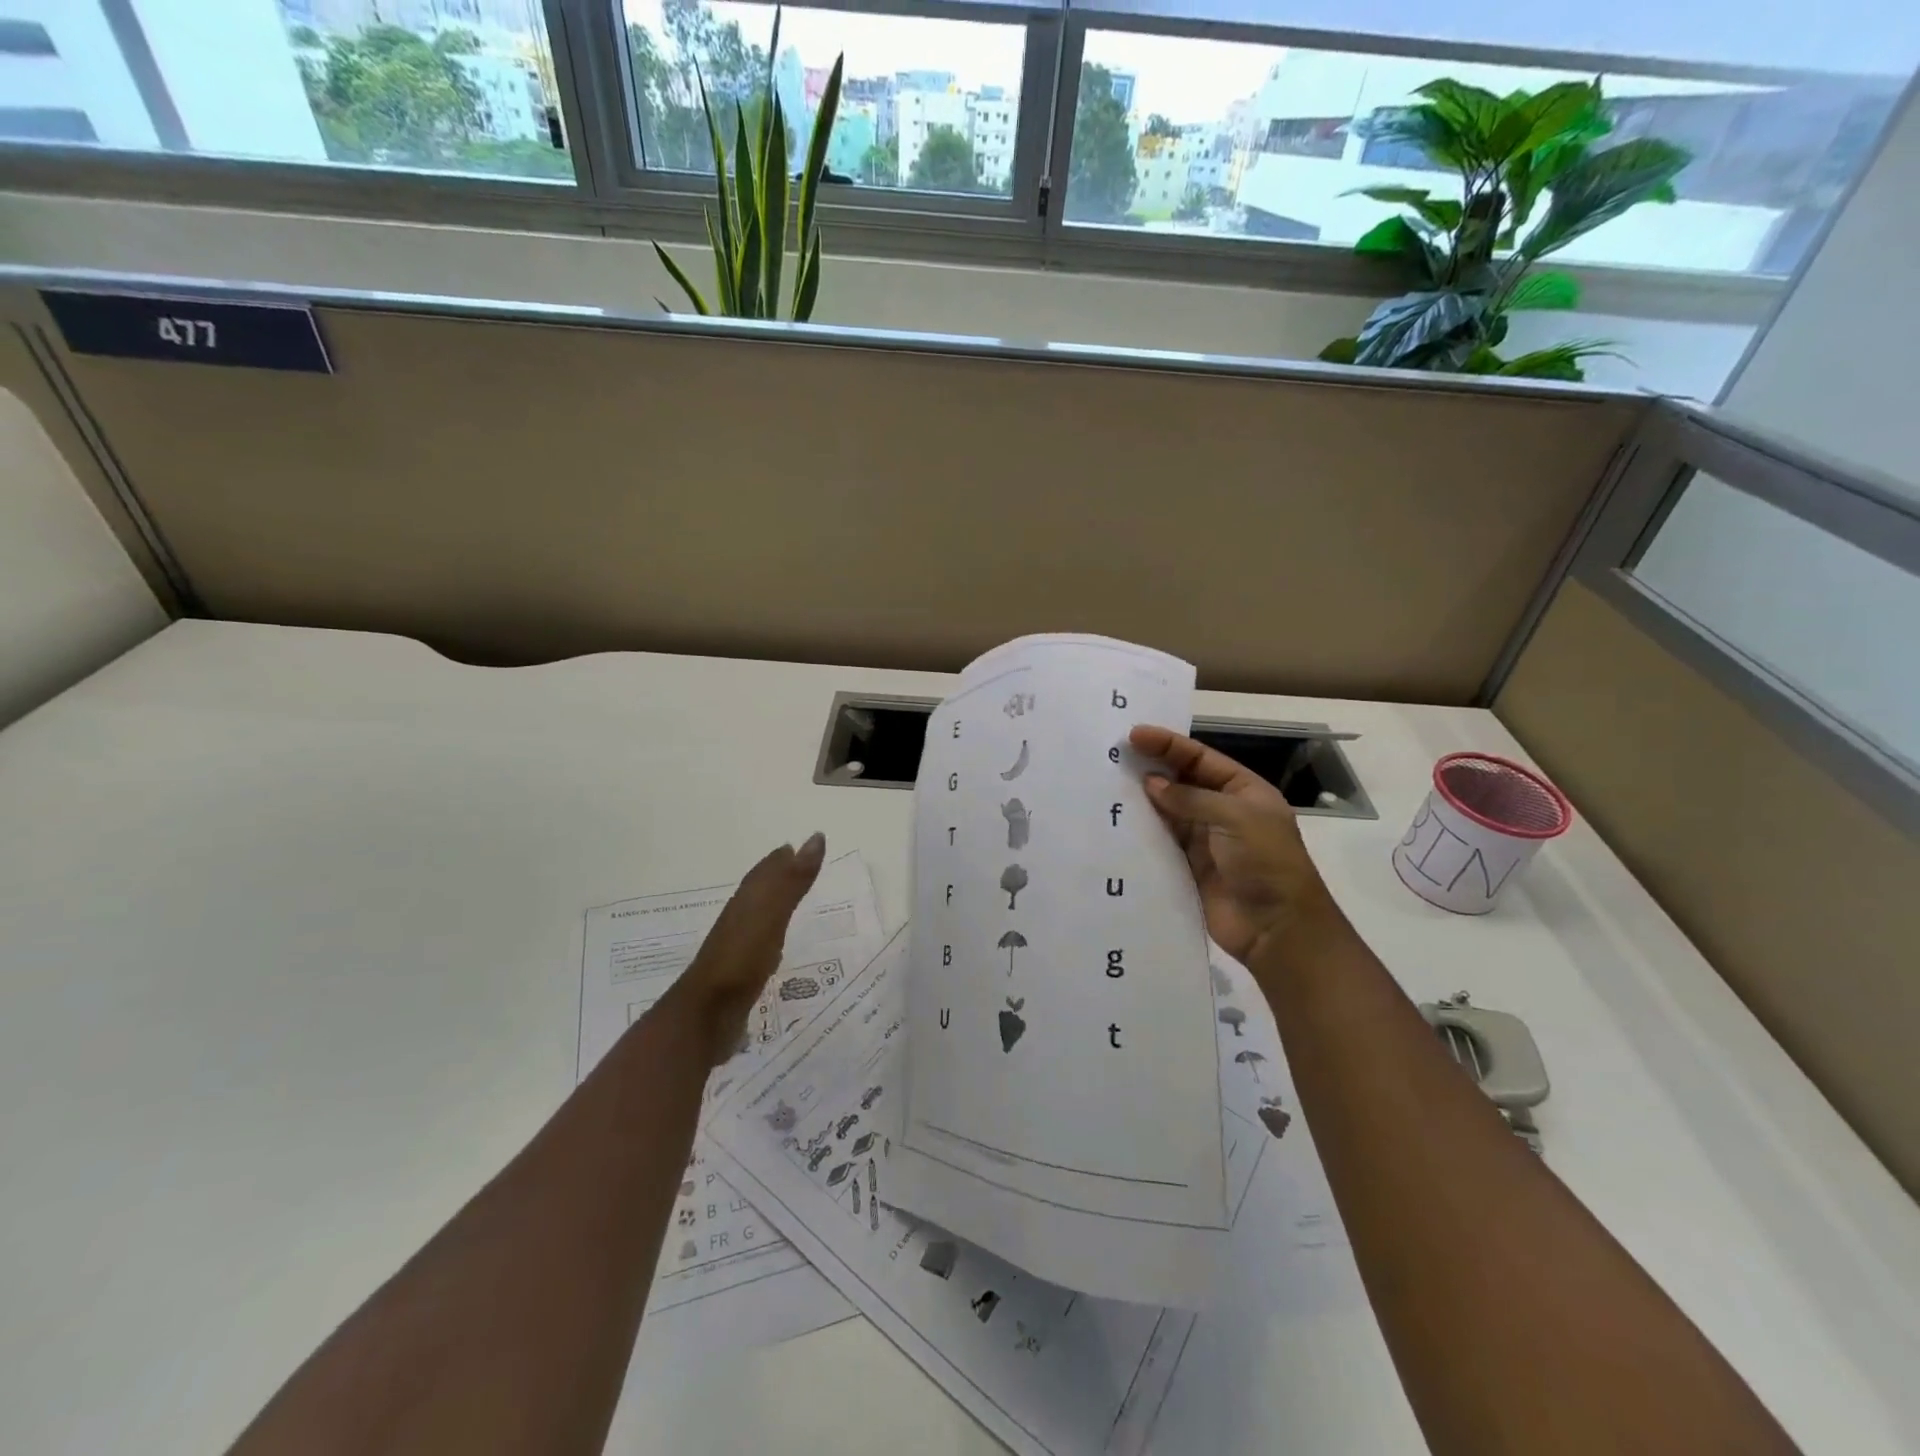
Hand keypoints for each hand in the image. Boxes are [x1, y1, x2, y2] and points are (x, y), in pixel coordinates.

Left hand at [663, 833, 826, 1065]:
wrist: (706, 1014)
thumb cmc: (742, 958)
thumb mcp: (772, 914)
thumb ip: (793, 879)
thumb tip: (815, 837)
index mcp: (746, 903)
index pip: (764, 874)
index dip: (779, 860)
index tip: (793, 847)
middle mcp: (739, 921)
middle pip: (758, 893)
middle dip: (775, 879)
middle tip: (796, 869)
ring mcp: (736, 949)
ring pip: (756, 919)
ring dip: (771, 908)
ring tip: (788, 904)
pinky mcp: (738, 976)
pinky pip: (758, 946)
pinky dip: (769, 938)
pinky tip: (774, 950)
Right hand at [1131, 726, 1338, 966]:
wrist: (1277, 929)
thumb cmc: (1265, 863)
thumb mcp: (1234, 819)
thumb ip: (1190, 798)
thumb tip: (1151, 783)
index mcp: (1244, 792)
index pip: (1201, 759)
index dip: (1169, 745)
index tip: (1135, 734)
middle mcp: (1224, 811)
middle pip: (1182, 782)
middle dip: (1152, 768)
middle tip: (1114, 755)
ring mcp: (1205, 841)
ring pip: (1168, 812)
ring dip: (1143, 800)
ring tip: (1108, 785)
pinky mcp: (1188, 868)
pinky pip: (1161, 843)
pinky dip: (1142, 832)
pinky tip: (1118, 822)